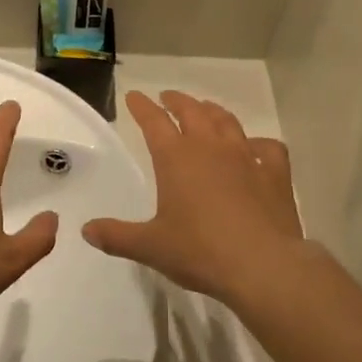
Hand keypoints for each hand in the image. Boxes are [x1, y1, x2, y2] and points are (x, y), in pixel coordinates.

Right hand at [82, 91, 308, 305]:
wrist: (263, 265)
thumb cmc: (200, 252)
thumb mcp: (151, 247)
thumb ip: (117, 236)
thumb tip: (86, 230)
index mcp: (176, 158)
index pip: (154, 121)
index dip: (142, 107)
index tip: (134, 96)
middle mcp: (210, 147)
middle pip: (192, 111)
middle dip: (177, 101)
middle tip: (168, 98)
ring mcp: (246, 157)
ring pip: (227, 122)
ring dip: (213, 112)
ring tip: (206, 110)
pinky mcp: (275, 173)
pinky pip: (268, 148)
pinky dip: (259, 143)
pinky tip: (256, 148)